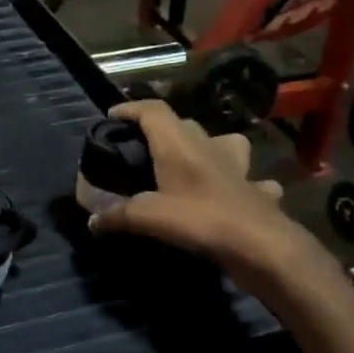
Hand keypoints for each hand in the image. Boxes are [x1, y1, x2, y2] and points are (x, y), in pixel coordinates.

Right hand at [87, 100, 304, 288]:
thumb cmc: (201, 219)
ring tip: (192, 164)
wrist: (261, 244)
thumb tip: (92, 221)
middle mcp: (209, 145)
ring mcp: (237, 165)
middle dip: (162, 131)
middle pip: (183, 125)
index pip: (152, 110)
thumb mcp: (150, 218)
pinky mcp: (256, 188)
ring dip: (207, 148)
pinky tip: (232, 194)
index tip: (112, 116)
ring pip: (222, 143)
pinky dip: (239, 181)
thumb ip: (118, 215)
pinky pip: (248, 178)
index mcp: (179, 143)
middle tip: (143, 150)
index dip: (130, 109)